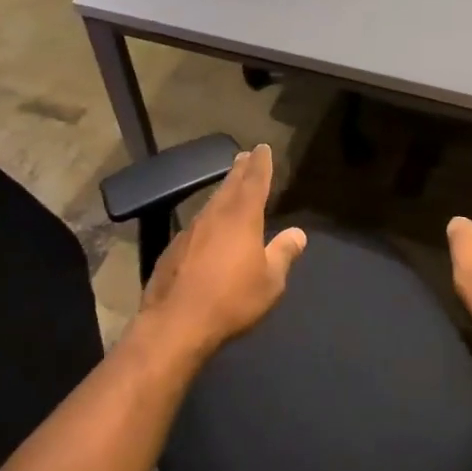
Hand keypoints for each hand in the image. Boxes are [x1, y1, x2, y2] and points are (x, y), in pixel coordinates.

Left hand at [140, 144, 306, 357]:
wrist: (176, 322)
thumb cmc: (232, 300)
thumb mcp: (270, 281)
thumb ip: (283, 253)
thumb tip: (298, 233)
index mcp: (242, 218)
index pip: (254, 182)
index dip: (261, 164)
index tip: (263, 148)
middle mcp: (214, 216)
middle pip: (229, 186)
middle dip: (239, 170)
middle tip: (244, 156)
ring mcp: (190, 231)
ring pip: (211, 203)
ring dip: (222, 192)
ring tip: (230, 185)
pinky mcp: (173, 249)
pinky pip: (197, 225)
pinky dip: (208, 218)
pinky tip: (208, 227)